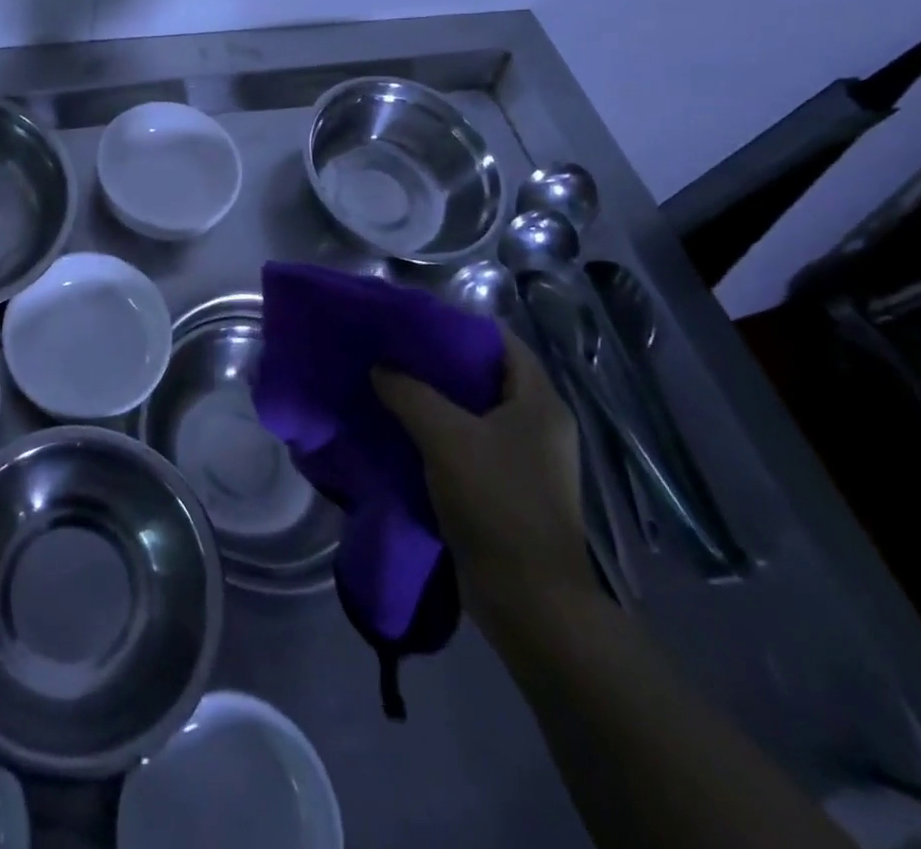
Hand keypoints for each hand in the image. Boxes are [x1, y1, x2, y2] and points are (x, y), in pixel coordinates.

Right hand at [374, 331, 595, 627]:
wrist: (529, 598)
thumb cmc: (496, 502)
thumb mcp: (446, 437)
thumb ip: (409, 393)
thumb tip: (380, 367)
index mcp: (540, 403)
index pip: (503, 342)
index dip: (460, 326)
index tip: (414, 323)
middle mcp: (539, 425)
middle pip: (486, 376)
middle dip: (440, 363)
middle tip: (393, 353)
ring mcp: (526, 460)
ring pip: (475, 413)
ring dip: (436, 401)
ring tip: (391, 386)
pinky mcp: (508, 488)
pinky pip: (471, 444)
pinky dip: (440, 434)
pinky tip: (403, 431)